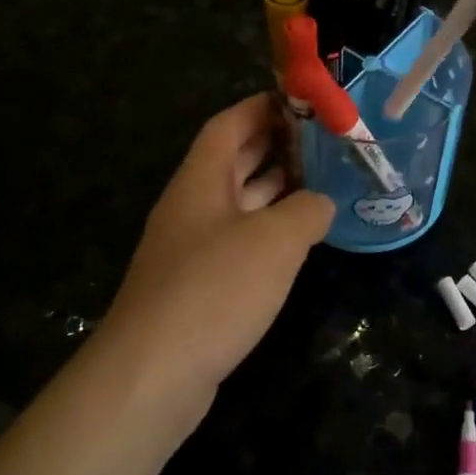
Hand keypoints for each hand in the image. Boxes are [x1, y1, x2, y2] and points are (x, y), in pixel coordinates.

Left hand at [100, 95, 332, 407]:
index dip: (262, 106)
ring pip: (237, 203)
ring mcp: (191, 248)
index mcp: (200, 180)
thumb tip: (321, 203)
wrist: (153, 374)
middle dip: (274, 145)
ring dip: (274, 190)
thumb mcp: (275, 241)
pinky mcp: (196, 286)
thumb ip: (307, 211)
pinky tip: (297, 242)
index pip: (229, 125)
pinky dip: (267, 232)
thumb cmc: (215, 289)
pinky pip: (237, 242)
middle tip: (322, 139)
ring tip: (320, 181)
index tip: (301, 100)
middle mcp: (191, 206)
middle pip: (232, 161)